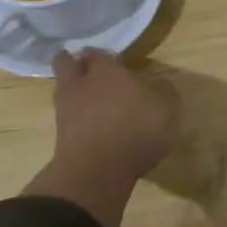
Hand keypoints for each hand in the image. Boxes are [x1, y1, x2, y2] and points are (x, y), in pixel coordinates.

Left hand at [49, 49, 180, 185]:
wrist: (97, 172)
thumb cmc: (135, 129)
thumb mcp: (166, 108)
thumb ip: (163, 92)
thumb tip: (160, 84)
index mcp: (106, 71)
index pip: (97, 53)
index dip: (103, 56)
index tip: (112, 60)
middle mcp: (81, 84)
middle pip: (66, 64)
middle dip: (73, 63)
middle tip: (87, 68)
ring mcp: (65, 111)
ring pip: (63, 91)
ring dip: (74, 92)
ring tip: (91, 99)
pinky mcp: (60, 137)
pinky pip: (66, 118)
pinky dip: (75, 118)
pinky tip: (91, 125)